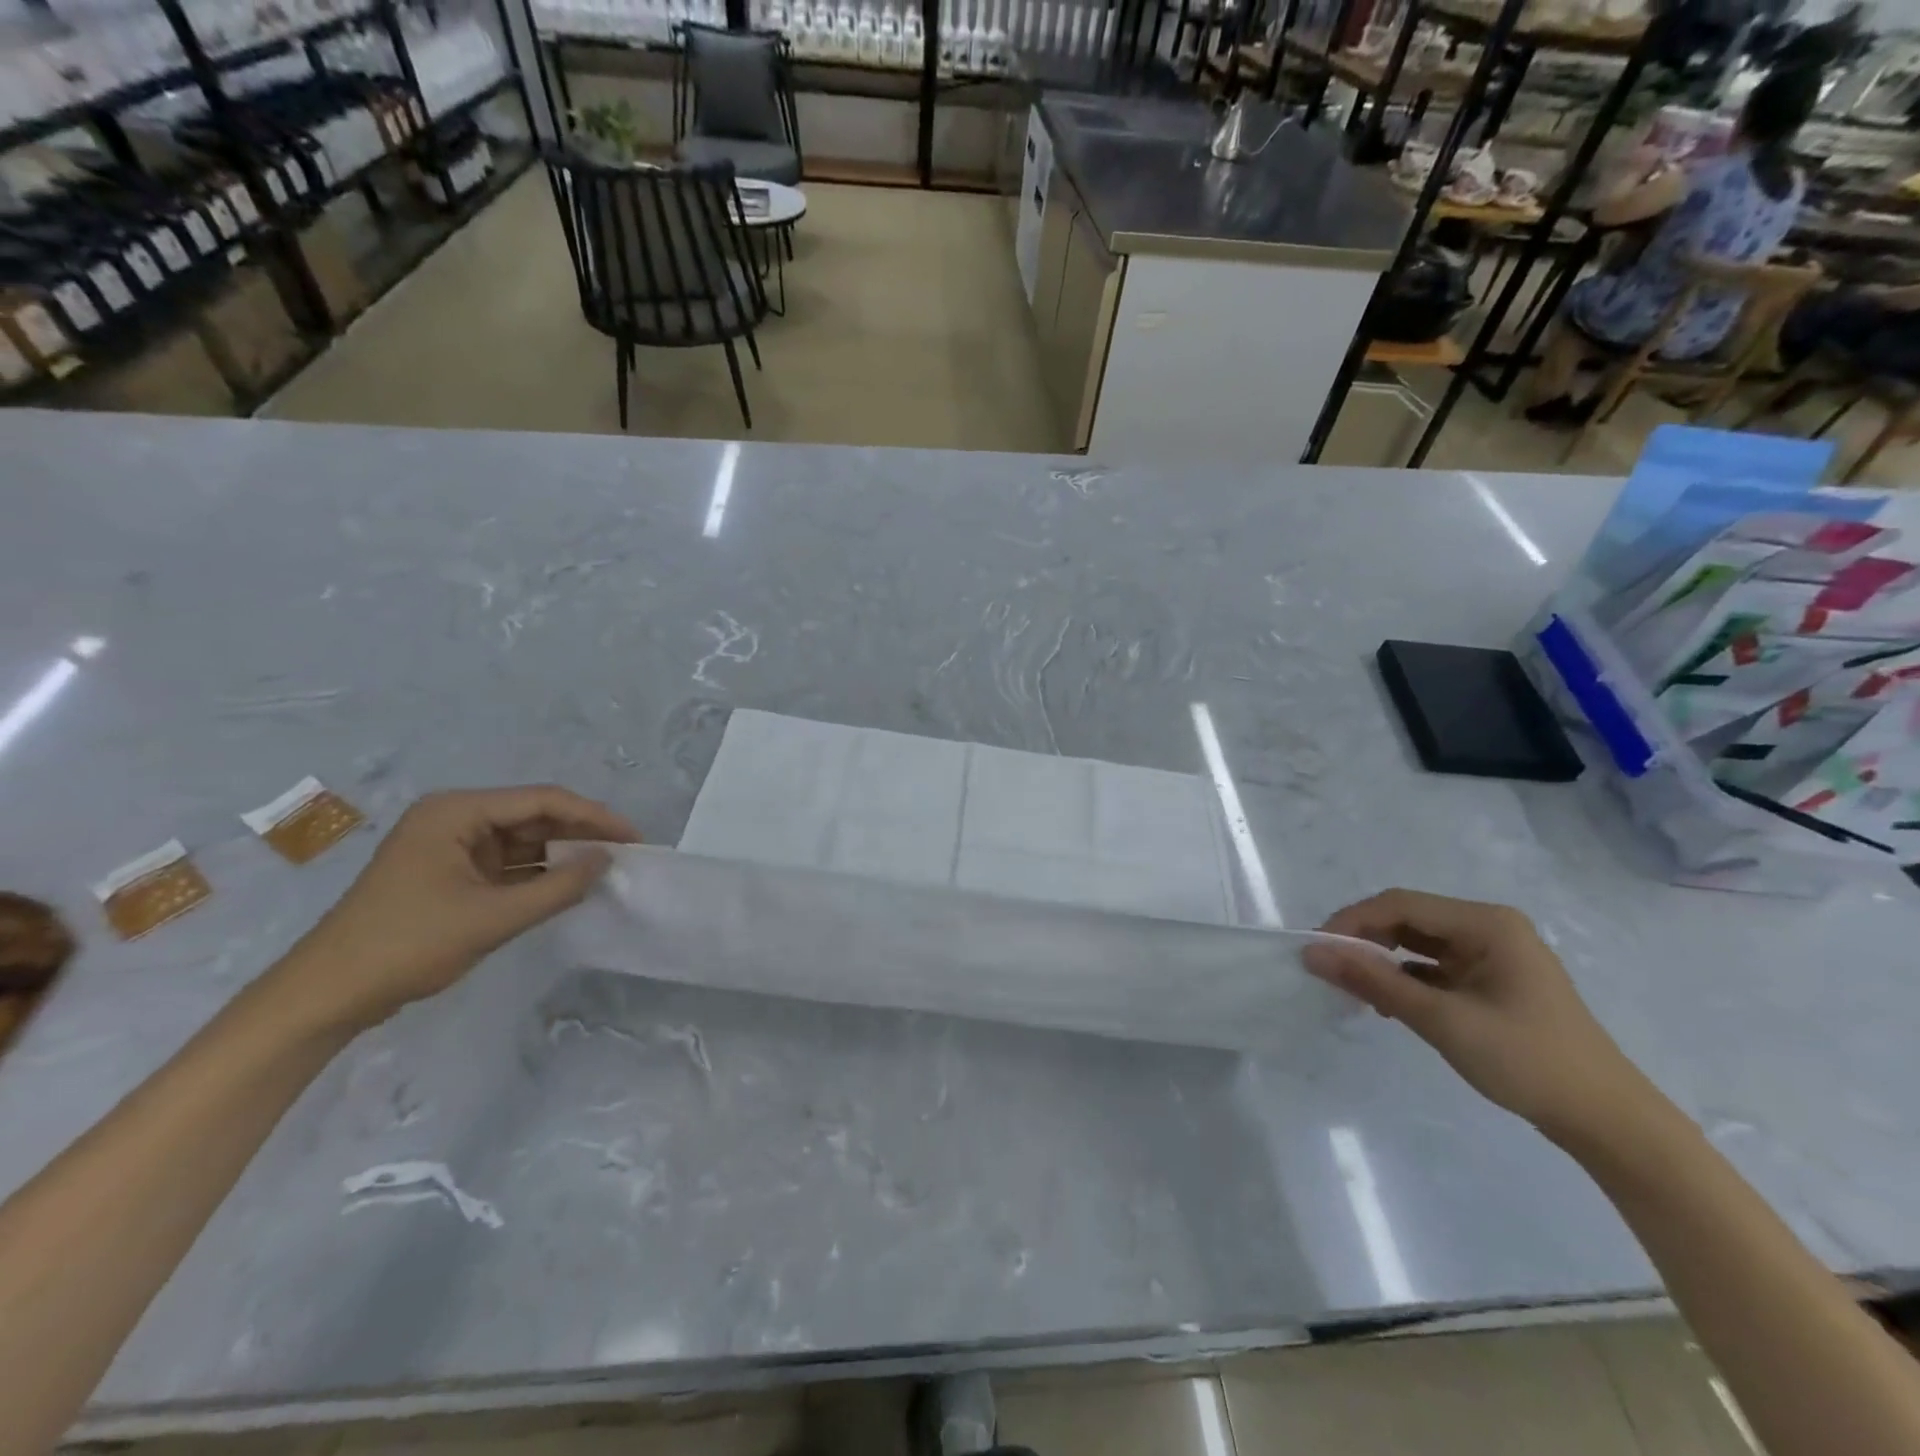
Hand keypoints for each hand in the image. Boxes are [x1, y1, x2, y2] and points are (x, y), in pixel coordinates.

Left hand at [271, 786, 640, 1031]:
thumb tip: (607, 860)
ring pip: (523, 840)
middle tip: (625, 853)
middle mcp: (454, 819)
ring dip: (561, 854)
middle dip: (580, 834)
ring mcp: (450, 847)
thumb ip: (558, 887)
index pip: (542, 801)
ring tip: (605, 869)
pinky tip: (568, 885)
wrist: (327, 995)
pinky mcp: (449, 873)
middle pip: (533, 816)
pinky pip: (507, 864)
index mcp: (456, 812)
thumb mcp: (493, 917)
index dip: (593, 817)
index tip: (633, 838)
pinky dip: (537, 874)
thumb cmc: (407, 944)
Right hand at [1303, 889, 1649, 1146]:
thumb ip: (1374, 983)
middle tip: (1329, 970)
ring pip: (1418, 943)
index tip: (1316, 950)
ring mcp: (1493, 955)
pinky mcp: (1492, 982)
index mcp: (1486, 923)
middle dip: (1365, 941)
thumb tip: (1312, 954)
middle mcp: (1489, 928)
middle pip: (1408, 919)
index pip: (1399, 904)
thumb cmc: (1528, 1061)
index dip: (1351, 921)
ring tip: (1353, 990)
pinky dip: (1406, 980)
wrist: (1608, 1123)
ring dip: (1383, 961)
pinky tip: (1388, 1005)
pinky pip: (1434, 967)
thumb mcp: (1443, 1021)